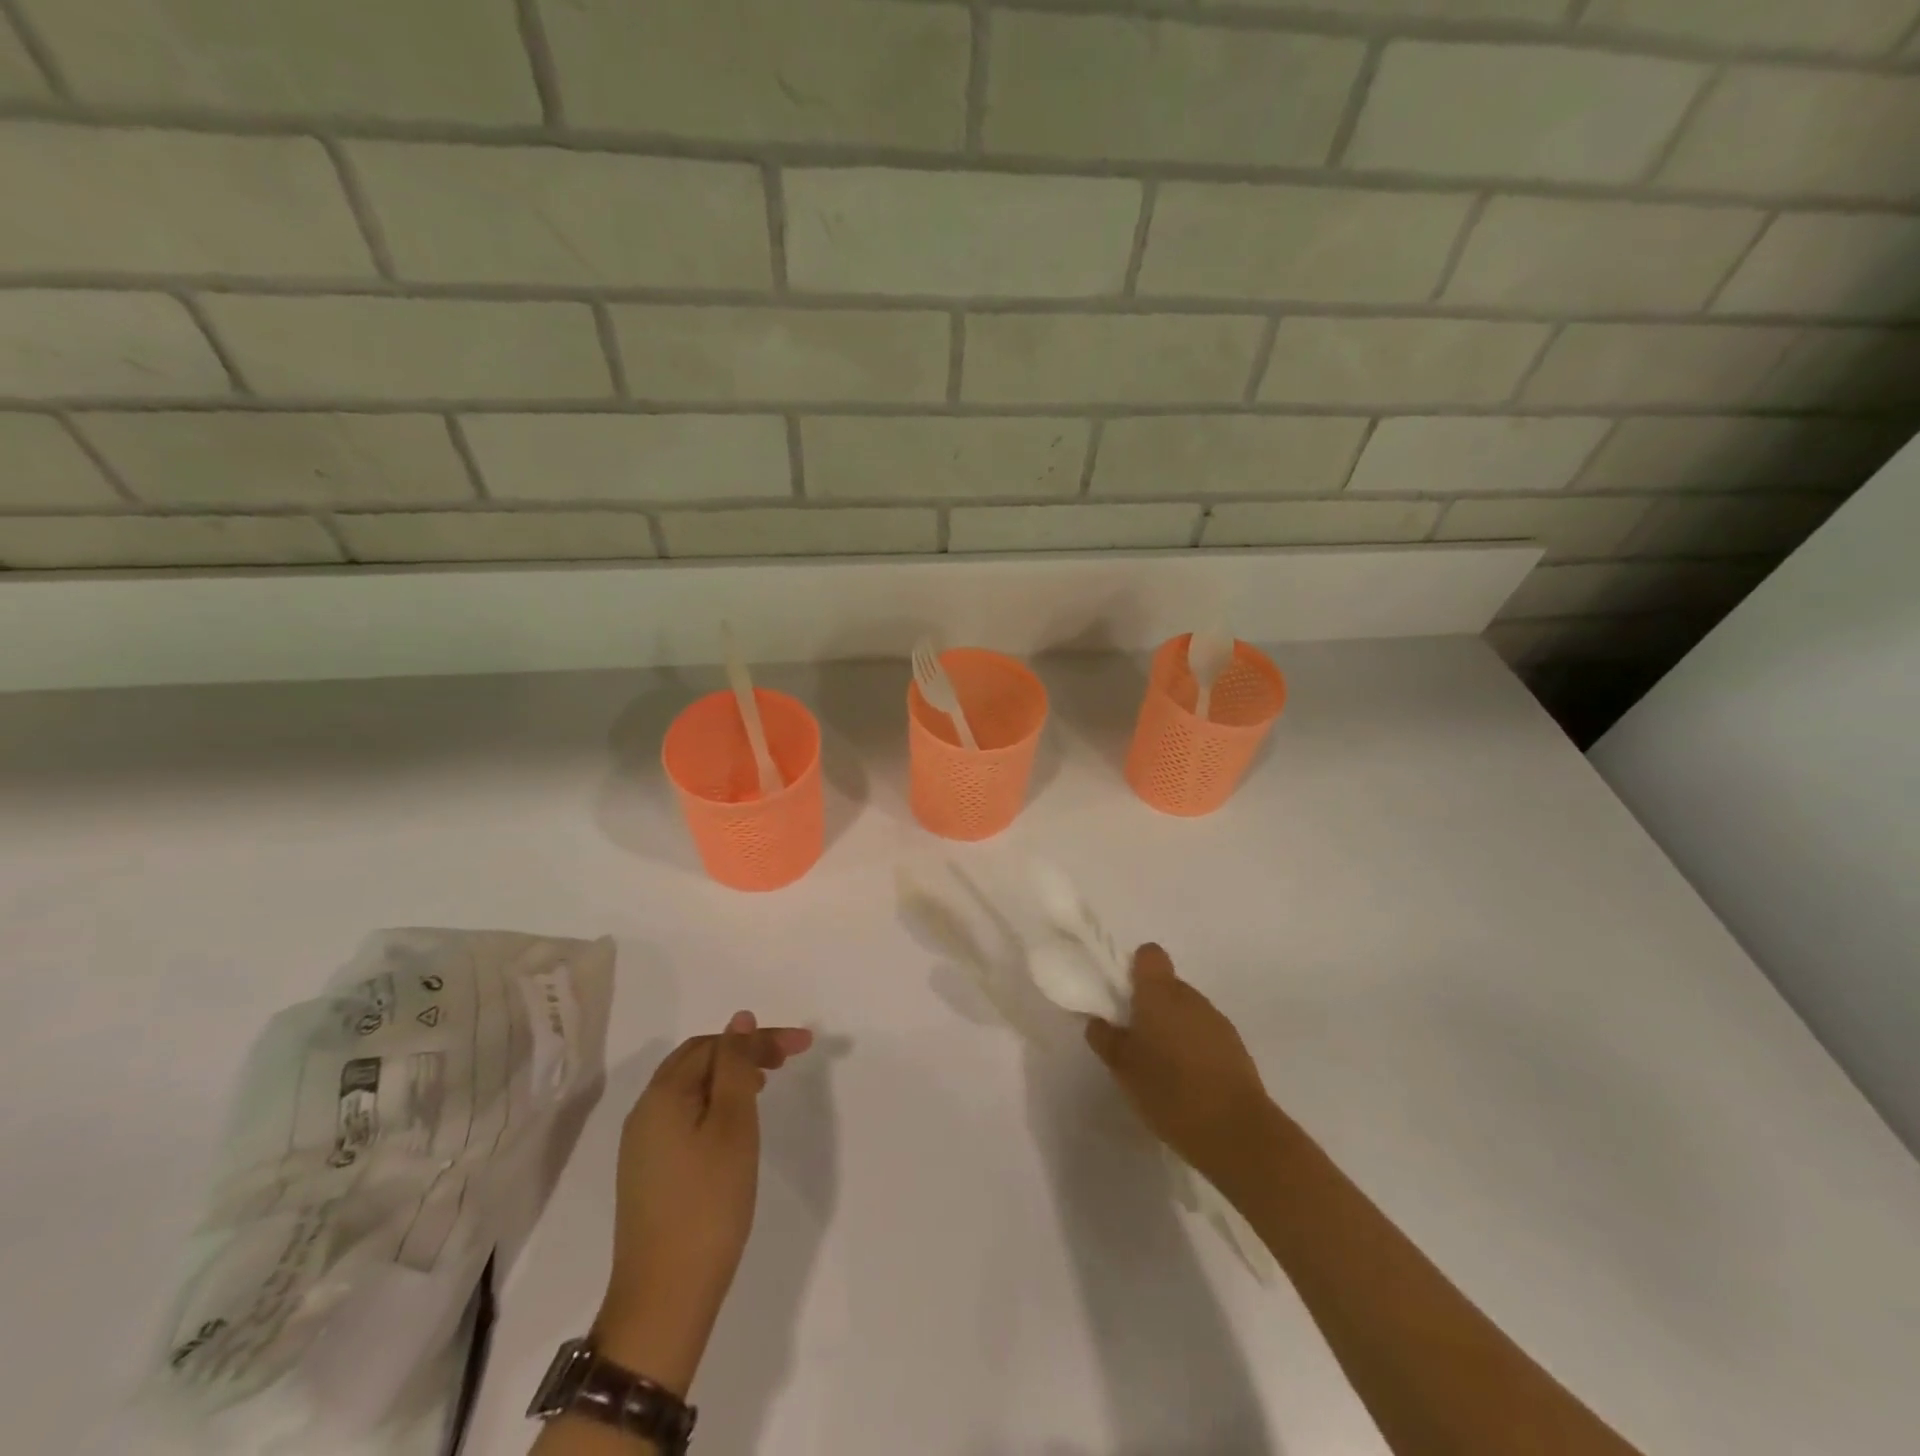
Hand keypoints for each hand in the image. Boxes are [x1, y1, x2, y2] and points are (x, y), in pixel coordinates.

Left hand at [593, 1012, 812, 1393]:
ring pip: (691, 1088)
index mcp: (662, 1095)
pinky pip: (684, 1115)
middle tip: (786, 1060)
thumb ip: (737, 1067)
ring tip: (766, 1084)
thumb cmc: (708, 1204)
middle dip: (743, 1051)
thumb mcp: (733, 1127)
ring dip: (729, 1076)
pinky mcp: (648, 1172)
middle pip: (698, 1060)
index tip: (804, 1045)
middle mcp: (645, 1112)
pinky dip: (714, 1104)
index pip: (716, 1045)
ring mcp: (642, 1145)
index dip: (760, 1039)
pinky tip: (735, 1124)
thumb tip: (739, 1021)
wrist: (664, 1300)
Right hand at [1086, 944, 1270, 1178]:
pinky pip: (1206, 1035)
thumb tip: (1098, 1022)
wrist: (1236, 1132)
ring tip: (1162, 1068)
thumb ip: (1106, 1039)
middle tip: (1136, 1041)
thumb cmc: (1169, 1090)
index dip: (1135, 969)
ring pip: (1187, 1011)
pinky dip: (1194, 1048)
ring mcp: (1217, 1021)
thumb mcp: (1123, 1068)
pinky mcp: (1236, 1047)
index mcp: (1160, 993)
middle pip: (1167, 985)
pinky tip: (1187, 1083)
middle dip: (1151, 1006)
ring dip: (1173, 1028)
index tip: (1124, 997)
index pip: (1149, 955)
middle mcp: (1190, 997)